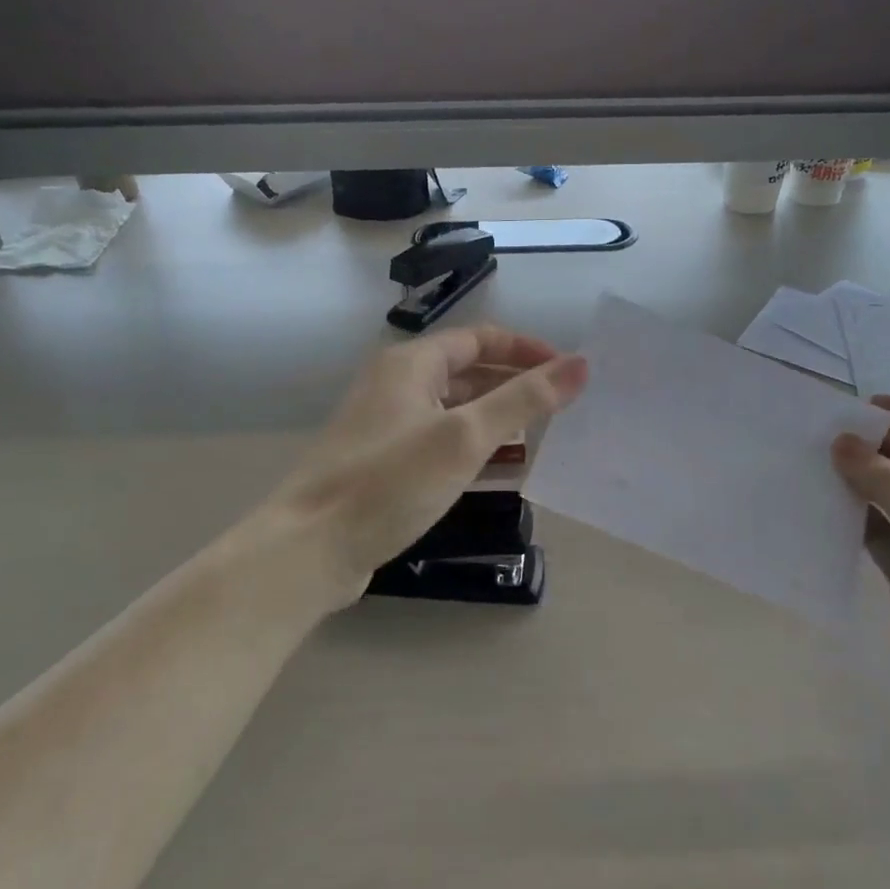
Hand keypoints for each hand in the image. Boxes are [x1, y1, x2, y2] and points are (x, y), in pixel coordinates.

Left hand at [266, 327, 587, 603]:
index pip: (480, 338)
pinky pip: (438, 442)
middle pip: (467, 372)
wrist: (308, 550)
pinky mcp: (382, 464)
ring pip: (454, 410)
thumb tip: (580, 365)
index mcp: (410, 364)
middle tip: (558, 410)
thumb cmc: (390, 482)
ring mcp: (385, 426)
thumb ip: (524, 400)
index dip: (525, 350)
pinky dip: (471, 448)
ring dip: (495, 420)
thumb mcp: (464, 437)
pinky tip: (497, 472)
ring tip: (538, 440)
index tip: (566, 373)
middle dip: (513, 387)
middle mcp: (395, 385)